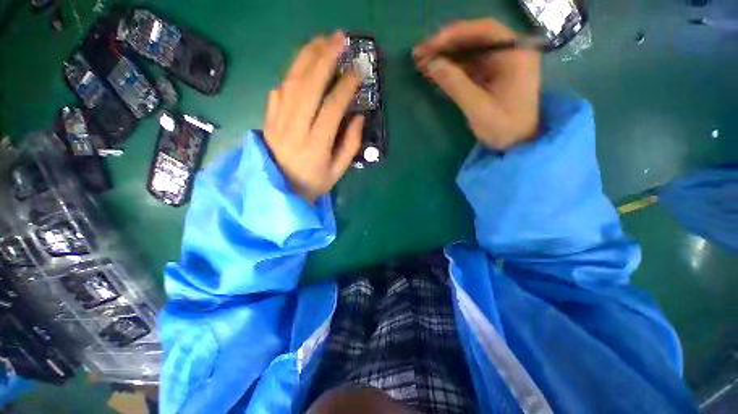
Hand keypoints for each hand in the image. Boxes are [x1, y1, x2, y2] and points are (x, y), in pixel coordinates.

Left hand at [264, 32, 363, 203]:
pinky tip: (302, 64)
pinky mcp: (268, 119)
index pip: (331, 108)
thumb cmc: (313, 183)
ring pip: (291, 82)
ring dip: (306, 56)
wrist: (279, 190)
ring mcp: (277, 122)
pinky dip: (291, 73)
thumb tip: (358, 117)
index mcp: (315, 146)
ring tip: (322, 40)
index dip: (345, 88)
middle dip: (325, 58)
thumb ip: (350, 145)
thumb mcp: (338, 172)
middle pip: (307, 85)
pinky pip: (279, 90)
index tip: (357, 72)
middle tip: (339, 39)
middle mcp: (294, 129)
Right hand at [413, 19, 540, 150]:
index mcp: (515, 54)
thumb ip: (455, 84)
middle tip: (419, 53)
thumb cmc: (503, 127)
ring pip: (468, 54)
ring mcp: (499, 65)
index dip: (455, 34)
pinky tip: (433, 73)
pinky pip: (468, 68)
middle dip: (445, 46)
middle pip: (474, 40)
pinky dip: (450, 70)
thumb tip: (431, 63)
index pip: (484, 31)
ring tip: (421, 63)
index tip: (431, 46)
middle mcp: (509, 53)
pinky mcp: (490, 77)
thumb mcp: (478, 107)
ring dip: (445, 58)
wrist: (516, 145)